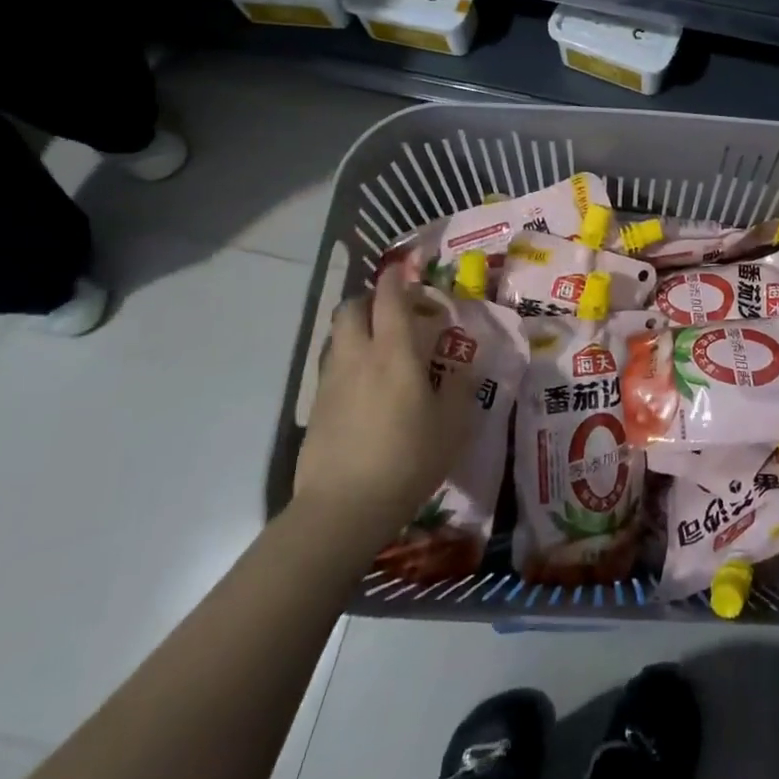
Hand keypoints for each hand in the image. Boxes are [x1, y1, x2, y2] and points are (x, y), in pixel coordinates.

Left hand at [294, 263, 475, 537]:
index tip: (406, 269)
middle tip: (394, 311)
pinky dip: (348, 360)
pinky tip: (365, 386)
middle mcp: (358, 355)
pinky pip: (332, 366)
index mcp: (394, 351)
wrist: (342, 509)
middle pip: (351, 307)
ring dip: (356, 328)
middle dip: (370, 299)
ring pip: (338, 335)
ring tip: (380, 347)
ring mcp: (331, 381)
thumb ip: (459, 387)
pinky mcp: (315, 407)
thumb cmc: (407, 459)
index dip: (397, 277)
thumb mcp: (452, 425)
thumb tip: (463, 366)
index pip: (390, 297)